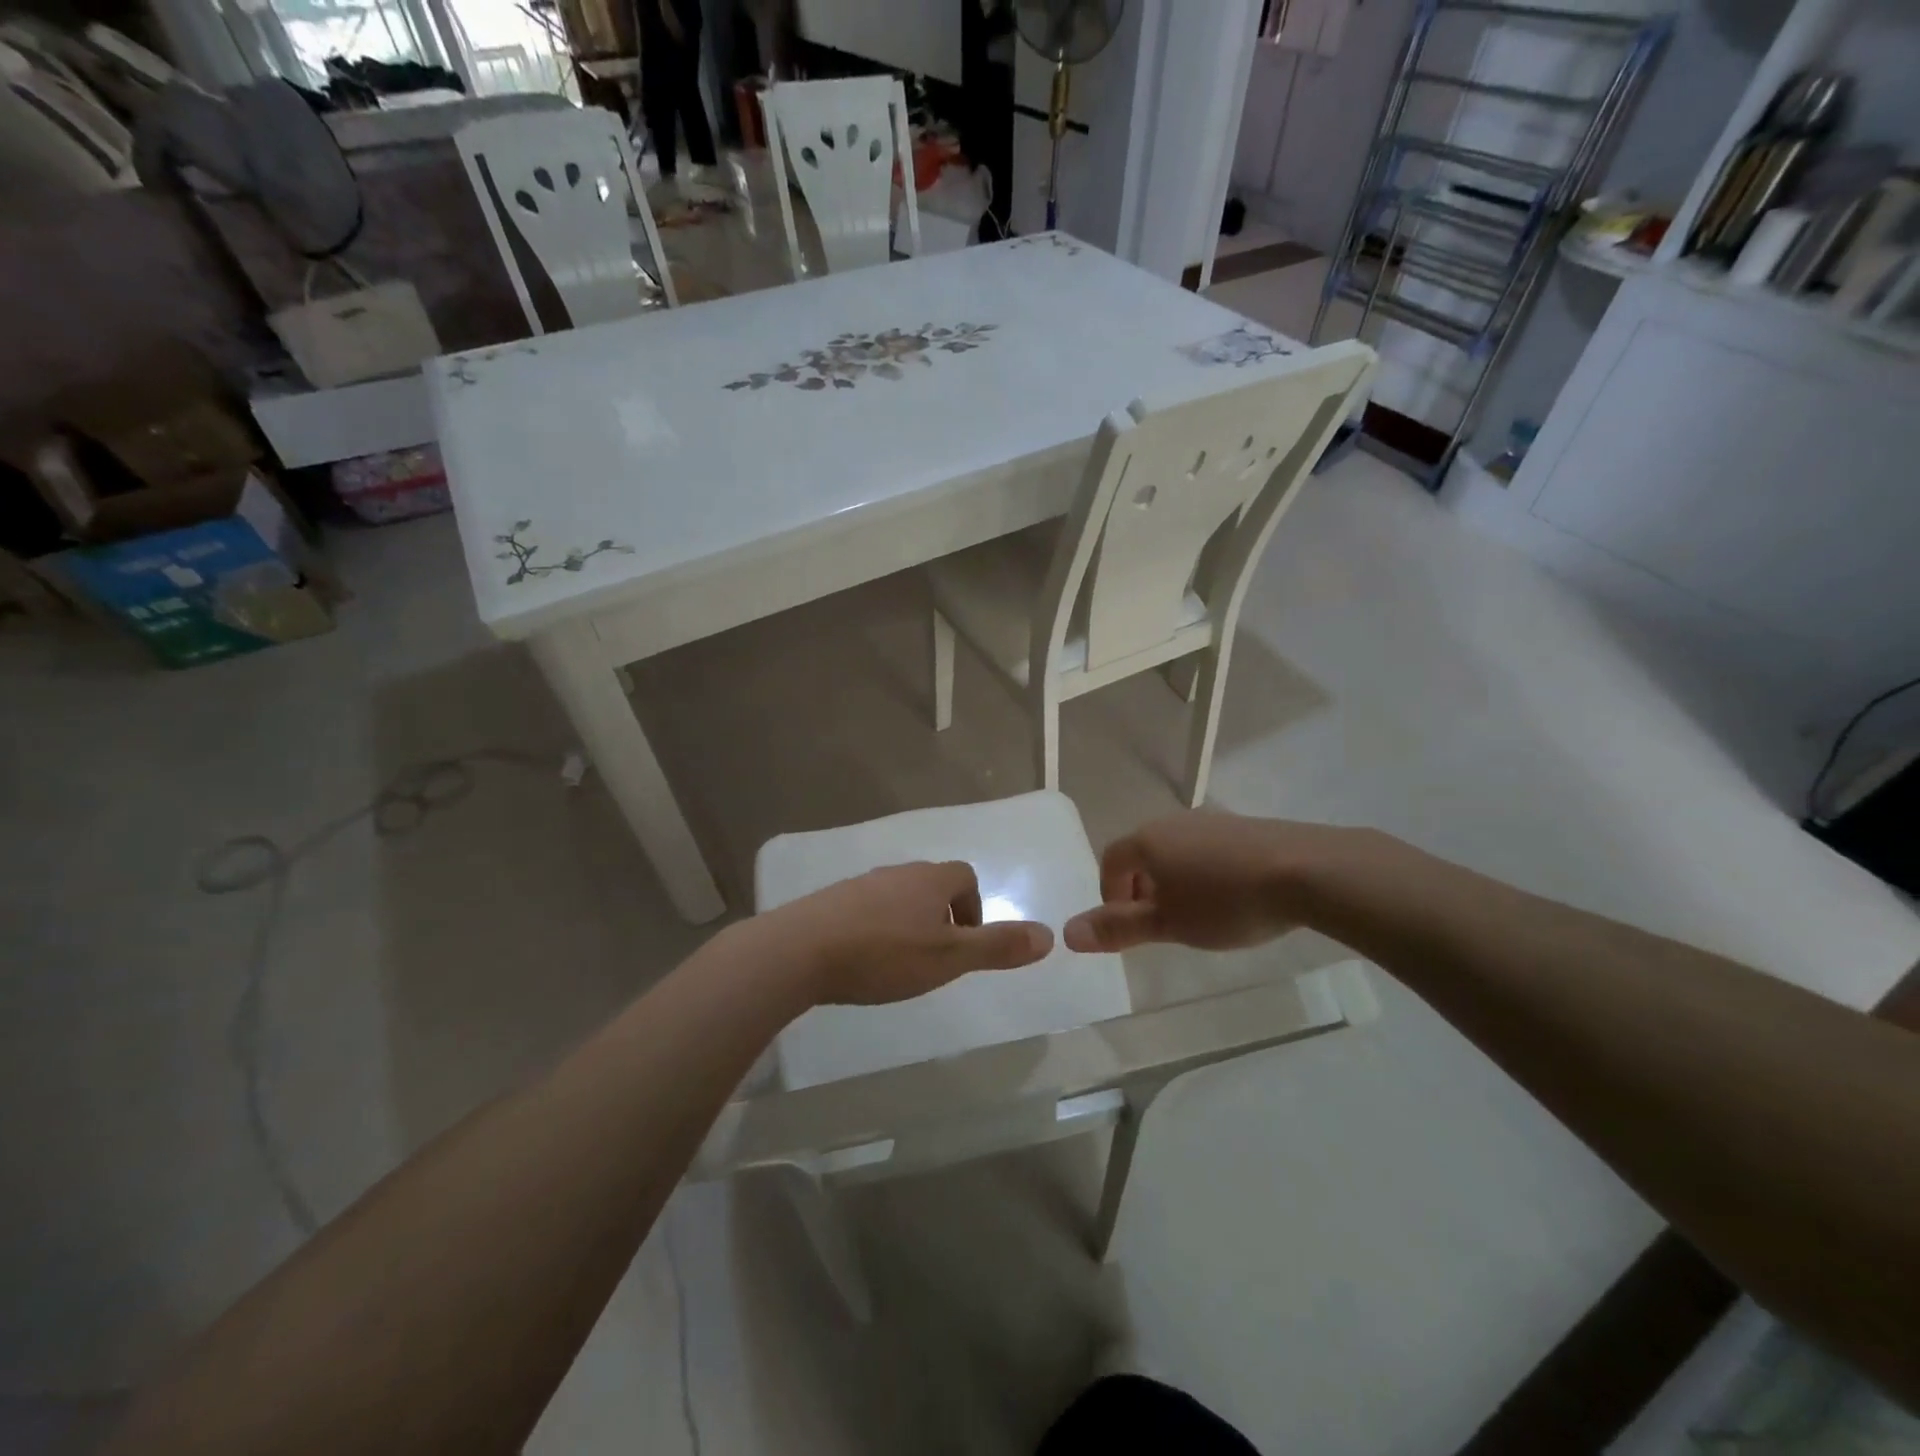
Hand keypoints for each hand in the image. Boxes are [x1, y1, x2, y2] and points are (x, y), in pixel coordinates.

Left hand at [762, 861, 1052, 1005]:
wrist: (800, 951)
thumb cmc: (884, 954)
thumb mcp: (949, 958)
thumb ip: (997, 947)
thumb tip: (1050, 936)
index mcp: (930, 879)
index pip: (965, 877)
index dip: (973, 909)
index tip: (962, 945)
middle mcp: (897, 873)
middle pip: (932, 885)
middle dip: (941, 918)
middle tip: (934, 959)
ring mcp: (861, 884)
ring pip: (898, 898)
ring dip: (907, 924)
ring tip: (898, 964)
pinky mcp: (831, 901)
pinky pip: (866, 909)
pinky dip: (875, 929)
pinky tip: (863, 960)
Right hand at [1063, 811, 1358, 952]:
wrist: (1308, 871)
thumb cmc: (1226, 902)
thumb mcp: (1168, 924)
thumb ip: (1118, 929)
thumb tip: (1067, 933)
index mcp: (1147, 841)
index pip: (1111, 860)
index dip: (1111, 894)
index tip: (1130, 926)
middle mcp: (1174, 822)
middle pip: (1143, 853)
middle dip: (1142, 889)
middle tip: (1162, 924)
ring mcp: (1213, 821)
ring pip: (1177, 851)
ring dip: (1175, 881)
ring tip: (1199, 915)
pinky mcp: (1246, 827)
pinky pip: (1209, 849)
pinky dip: (1206, 872)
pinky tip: (1233, 898)